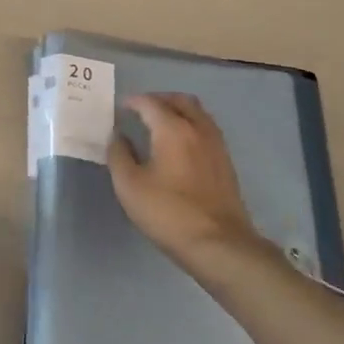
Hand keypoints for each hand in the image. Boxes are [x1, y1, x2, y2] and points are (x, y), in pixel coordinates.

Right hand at [108, 94, 256, 260]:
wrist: (218, 243)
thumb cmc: (168, 212)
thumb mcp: (129, 186)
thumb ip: (119, 155)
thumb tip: (117, 135)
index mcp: (173, 129)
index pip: (150, 103)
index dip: (133, 101)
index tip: (121, 107)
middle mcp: (198, 128)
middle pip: (180, 100)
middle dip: (159, 99)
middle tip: (141, 110)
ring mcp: (216, 144)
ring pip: (198, 113)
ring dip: (177, 110)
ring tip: (160, 124)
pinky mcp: (226, 161)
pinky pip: (206, 129)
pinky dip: (191, 125)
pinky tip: (180, 144)